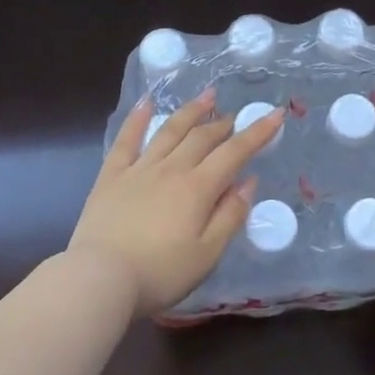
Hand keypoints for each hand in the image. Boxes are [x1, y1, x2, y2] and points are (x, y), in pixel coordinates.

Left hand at [67, 88, 282, 316]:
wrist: (99, 278)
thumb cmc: (159, 273)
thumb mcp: (207, 254)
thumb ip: (230, 216)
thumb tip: (249, 181)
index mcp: (198, 188)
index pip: (234, 152)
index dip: (257, 132)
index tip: (276, 114)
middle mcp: (171, 169)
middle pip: (202, 138)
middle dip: (223, 124)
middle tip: (235, 116)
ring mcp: (139, 169)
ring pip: (170, 131)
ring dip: (191, 111)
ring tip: (207, 96)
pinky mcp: (111, 176)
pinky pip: (126, 139)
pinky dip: (138, 118)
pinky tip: (147, 102)